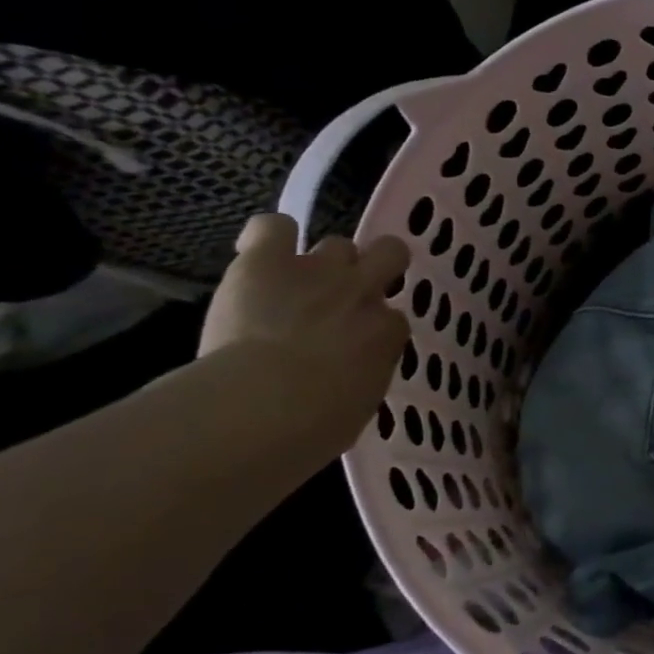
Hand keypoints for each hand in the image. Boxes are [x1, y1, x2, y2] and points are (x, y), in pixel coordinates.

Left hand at [199, 214, 410, 446]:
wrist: (262, 407)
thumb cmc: (314, 426)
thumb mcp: (359, 405)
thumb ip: (363, 375)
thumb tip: (351, 374)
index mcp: (388, 332)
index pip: (392, 317)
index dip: (372, 327)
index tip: (354, 346)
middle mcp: (362, 293)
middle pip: (389, 252)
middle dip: (375, 266)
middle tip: (349, 292)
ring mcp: (317, 272)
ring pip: (337, 243)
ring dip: (321, 262)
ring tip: (295, 283)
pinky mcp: (267, 262)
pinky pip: (273, 227)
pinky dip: (269, 237)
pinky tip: (260, 254)